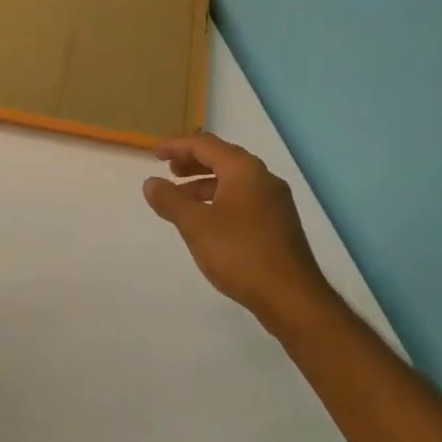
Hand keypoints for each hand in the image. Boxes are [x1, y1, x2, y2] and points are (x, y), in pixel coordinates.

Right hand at [143, 133, 333, 321]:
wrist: (290, 297)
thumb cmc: (240, 253)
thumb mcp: (195, 225)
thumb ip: (170, 200)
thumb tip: (151, 183)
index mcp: (244, 170)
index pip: (206, 145)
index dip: (177, 146)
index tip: (154, 154)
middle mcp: (263, 179)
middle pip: (222, 159)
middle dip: (192, 162)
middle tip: (168, 171)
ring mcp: (275, 202)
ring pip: (233, 181)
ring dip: (204, 183)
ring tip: (181, 199)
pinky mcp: (278, 223)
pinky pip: (243, 199)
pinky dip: (219, 199)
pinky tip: (207, 221)